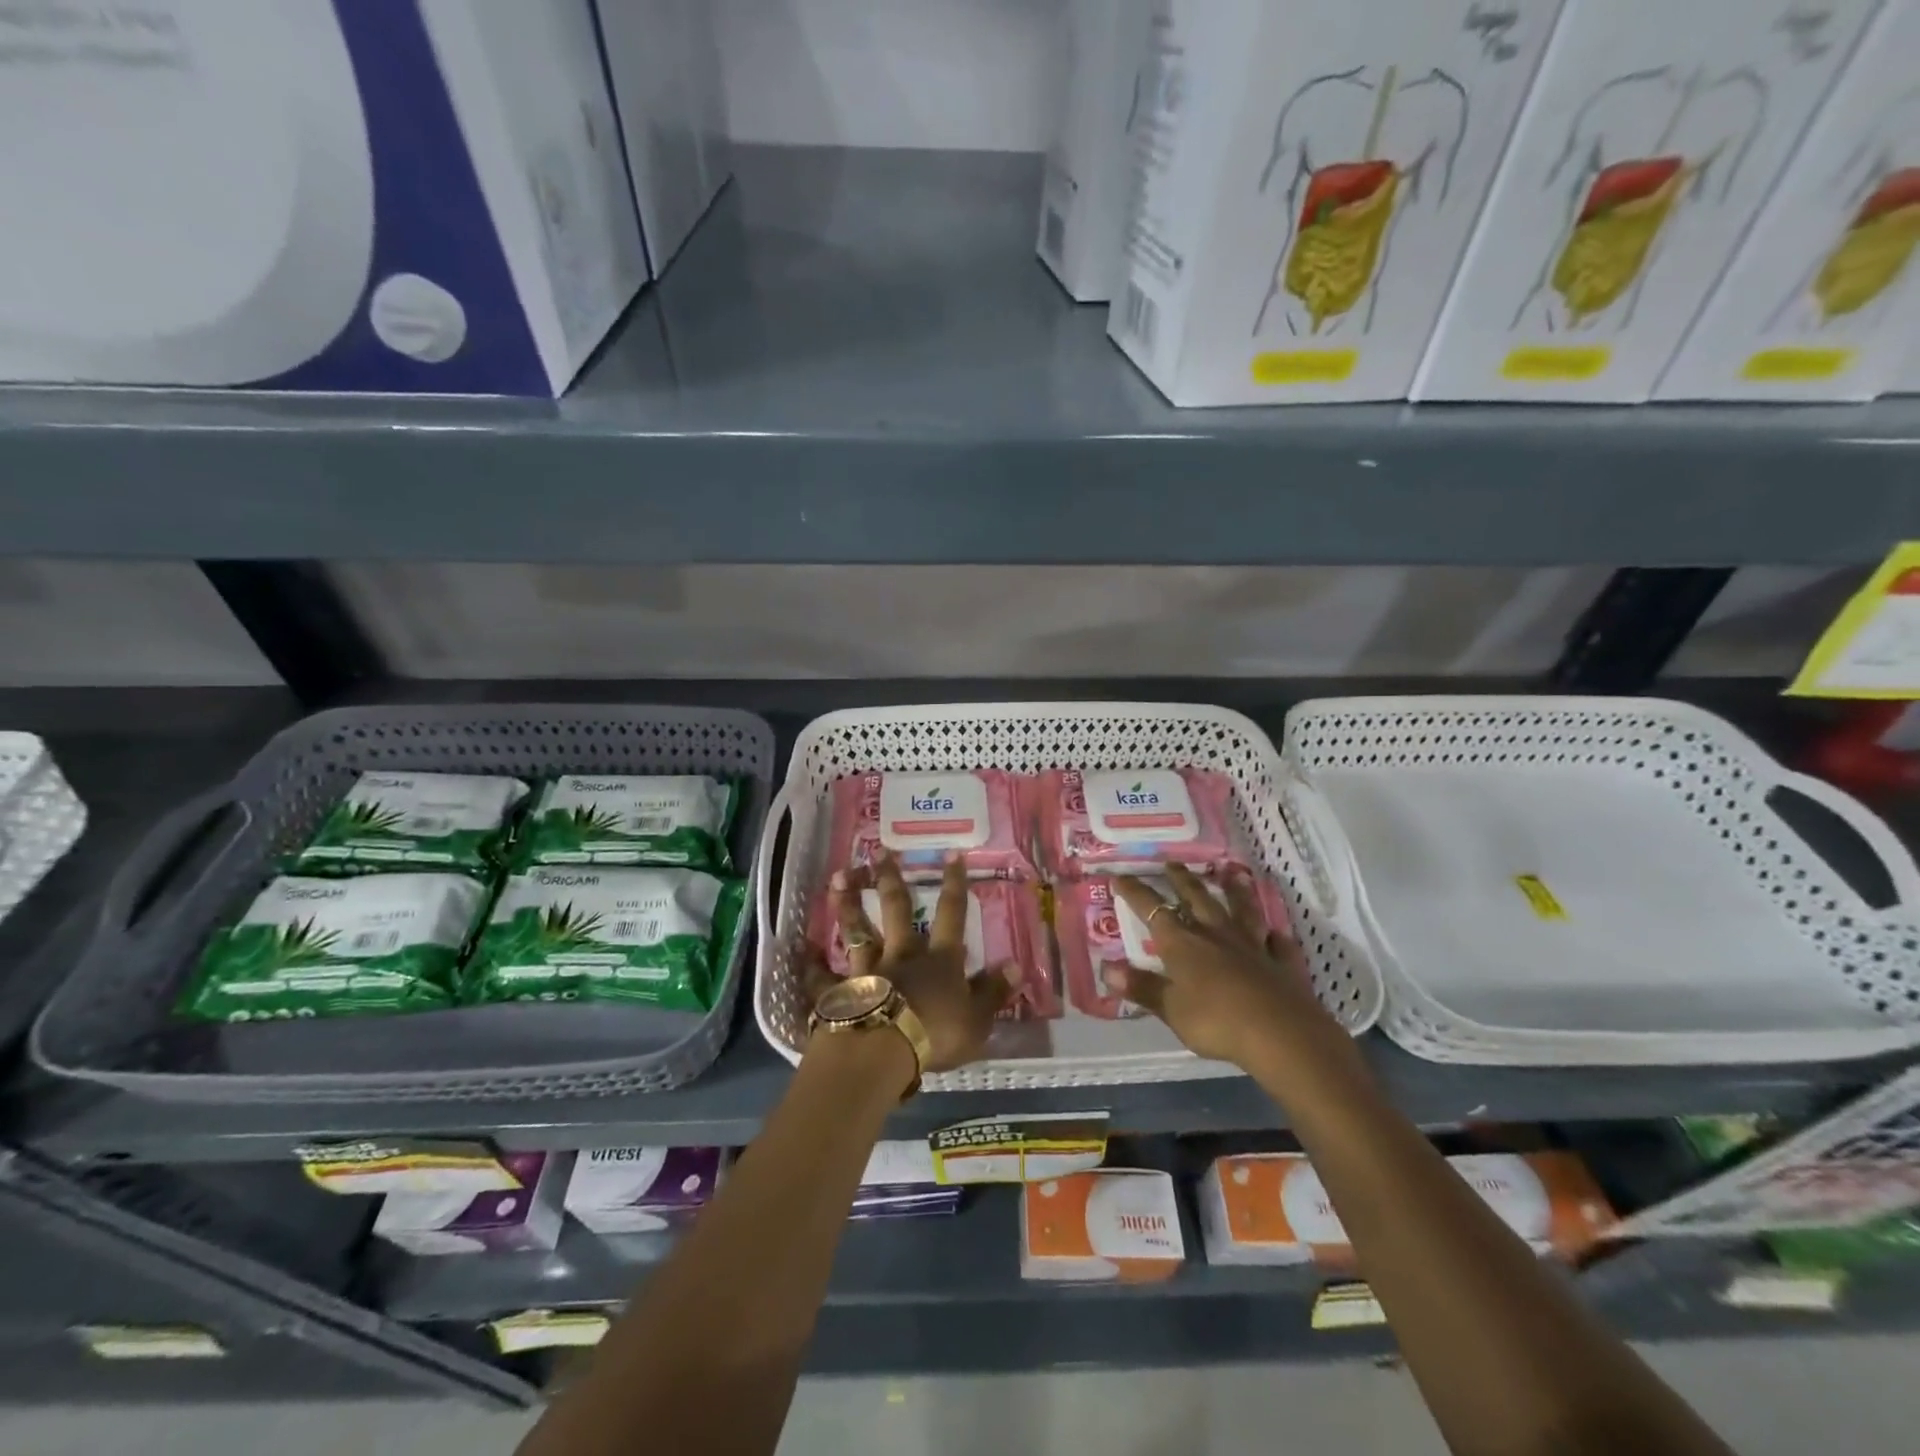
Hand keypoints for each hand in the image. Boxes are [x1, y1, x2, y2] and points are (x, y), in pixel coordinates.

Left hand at [803, 851, 1017, 1072]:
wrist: (882, 1052)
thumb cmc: (935, 1035)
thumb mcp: (977, 1019)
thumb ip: (994, 992)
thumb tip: (1016, 965)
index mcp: (938, 960)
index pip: (950, 914)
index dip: (953, 885)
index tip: (951, 854)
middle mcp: (901, 955)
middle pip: (896, 910)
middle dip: (890, 879)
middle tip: (879, 851)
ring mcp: (867, 970)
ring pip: (858, 931)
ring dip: (848, 905)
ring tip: (839, 878)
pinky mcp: (840, 992)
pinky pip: (823, 976)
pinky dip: (812, 963)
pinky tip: (801, 949)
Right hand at [1106, 864, 1332, 1068]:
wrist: (1281, 1035)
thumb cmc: (1217, 1021)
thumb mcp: (1171, 1009)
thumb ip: (1142, 987)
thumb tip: (1106, 969)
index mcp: (1184, 944)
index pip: (1153, 910)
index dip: (1135, 892)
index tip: (1120, 876)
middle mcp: (1216, 935)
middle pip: (1197, 899)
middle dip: (1182, 880)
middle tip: (1172, 863)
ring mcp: (1252, 946)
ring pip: (1242, 910)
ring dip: (1235, 891)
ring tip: (1231, 873)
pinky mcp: (1282, 964)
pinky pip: (1278, 944)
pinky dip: (1274, 936)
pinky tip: (1275, 932)